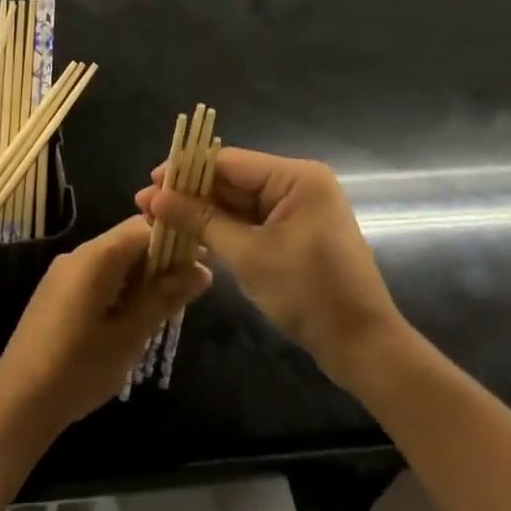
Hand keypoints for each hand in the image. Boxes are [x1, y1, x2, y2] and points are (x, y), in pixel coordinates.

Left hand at [0, 216, 210, 436]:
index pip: (143, 227)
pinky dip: (120, 287)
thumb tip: (201, 270)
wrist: (19, 399)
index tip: (202, 260)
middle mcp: (78, 254)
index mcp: (96, 257)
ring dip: (141, 276)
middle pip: (127, 241)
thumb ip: (164, 298)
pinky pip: (96, 275)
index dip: (175, 238)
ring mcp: (63, 273)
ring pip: (112, 259)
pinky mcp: (56, 292)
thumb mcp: (129, 335)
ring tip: (167, 307)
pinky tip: (134, 317)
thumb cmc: (79, 367)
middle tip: (188, 290)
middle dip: (160, 259)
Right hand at [137, 148, 401, 372]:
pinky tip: (189, 236)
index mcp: (295, 177)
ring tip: (158, 221)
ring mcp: (296, 209)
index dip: (185, 171)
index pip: (227, 162)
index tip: (148, 184)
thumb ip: (200, 220)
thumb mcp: (248, 255)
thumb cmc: (309, 294)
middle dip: (189, 194)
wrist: (363, 348)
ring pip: (236, 201)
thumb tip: (154, 197)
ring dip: (201, 213)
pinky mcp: (293, 233)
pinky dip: (221, 228)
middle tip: (146, 207)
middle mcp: (297, 184)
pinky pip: (249, 220)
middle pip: (230, 179)